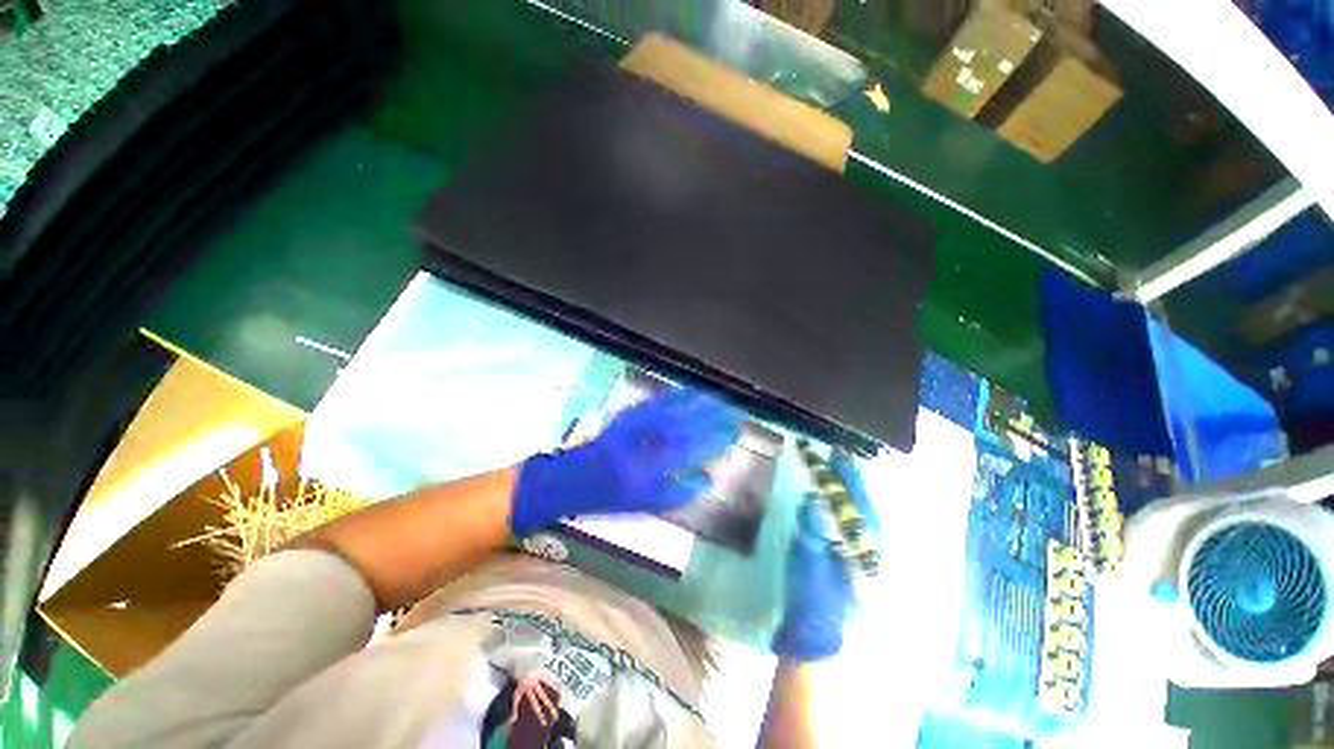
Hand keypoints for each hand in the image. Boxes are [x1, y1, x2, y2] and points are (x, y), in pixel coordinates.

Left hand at [511, 389, 743, 534]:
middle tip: (735, 410)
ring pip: (676, 408)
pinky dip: (677, 396)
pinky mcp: (630, 413)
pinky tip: (689, 392)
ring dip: (700, 402)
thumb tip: (707, 479)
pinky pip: (659, 401)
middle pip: (688, 423)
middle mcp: (647, 439)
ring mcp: (638, 423)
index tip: (735, 431)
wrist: (574, 476)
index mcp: (653, 464)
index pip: (693, 447)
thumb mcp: (645, 503)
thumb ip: (678, 491)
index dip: (716, 438)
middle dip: (714, 416)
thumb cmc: (610, 495)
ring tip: (720, 397)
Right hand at [771, 451, 869, 660]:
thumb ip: (813, 531)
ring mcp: (860, 550)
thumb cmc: (812, 597)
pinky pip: (848, 521)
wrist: (816, 632)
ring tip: (834, 468)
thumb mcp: (809, 563)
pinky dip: (840, 503)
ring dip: (845, 488)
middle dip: (848, 478)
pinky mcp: (848, 555)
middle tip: (834, 454)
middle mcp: (868, 545)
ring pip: (857, 511)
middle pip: (861, 503)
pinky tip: (831, 496)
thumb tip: (815, 498)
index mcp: (862, 546)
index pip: (858, 502)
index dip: (847, 476)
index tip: (836, 454)